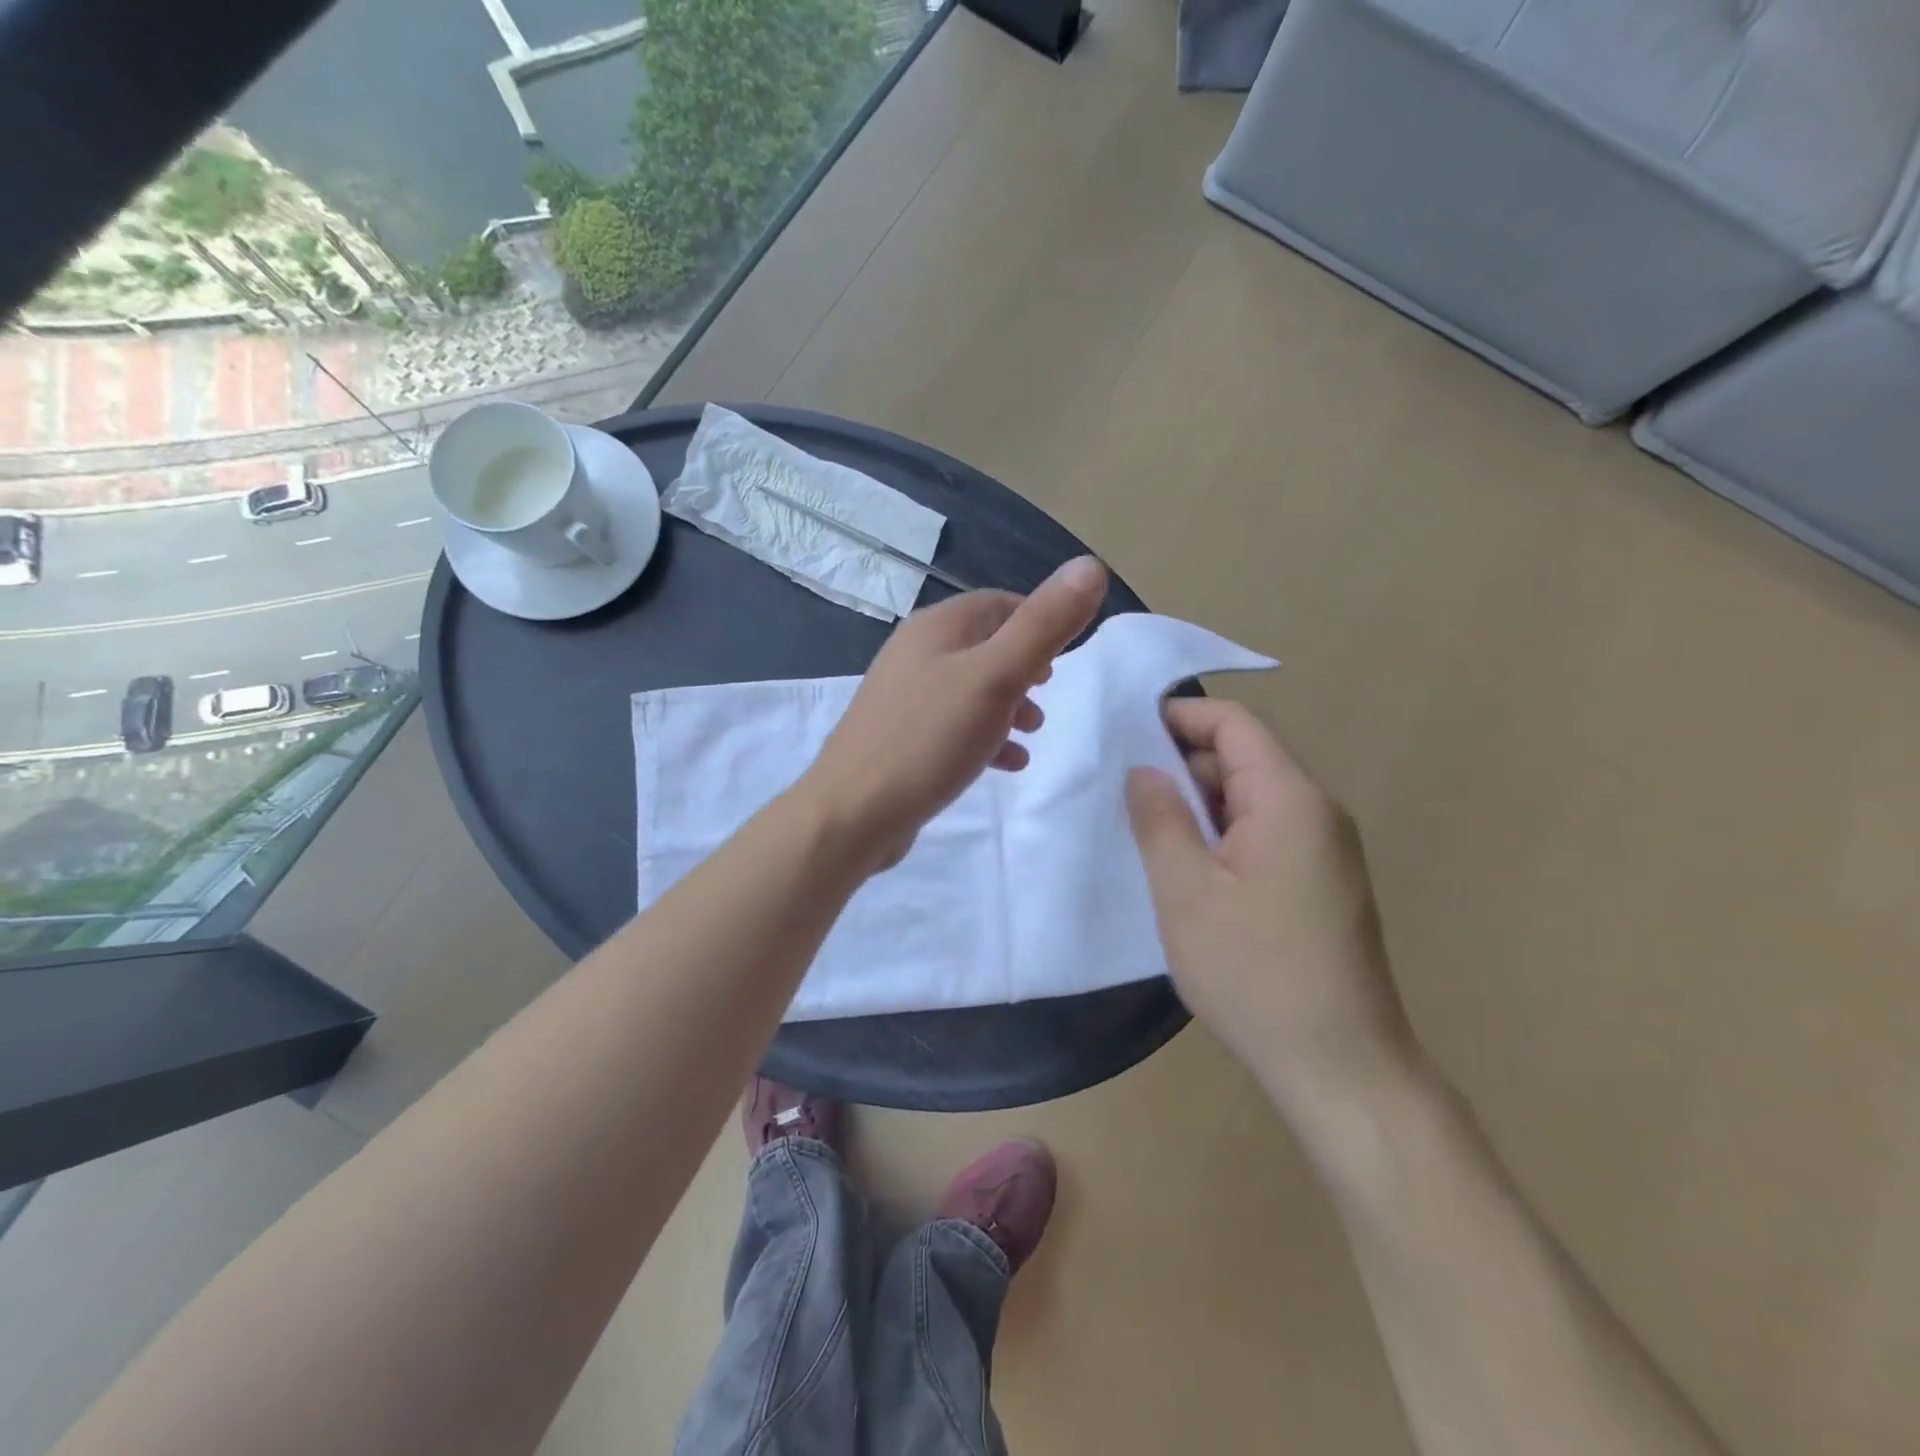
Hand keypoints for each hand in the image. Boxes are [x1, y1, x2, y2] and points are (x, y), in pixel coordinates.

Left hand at [805, 556, 1108, 871]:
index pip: (999, 604)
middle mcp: (916, 653)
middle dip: (1025, 667)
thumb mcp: (997, 677)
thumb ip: (1044, 625)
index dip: (1038, 621)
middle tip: (1049, 692)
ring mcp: (904, 697)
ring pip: (971, 687)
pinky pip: (953, 725)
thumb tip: (1090, 566)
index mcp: (937, 628)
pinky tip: (1006, 764)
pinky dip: (985, 735)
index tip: (1068, 654)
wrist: (853, 812)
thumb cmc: (929, 739)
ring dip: (1008, 704)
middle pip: (984, 646)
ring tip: (1033, 732)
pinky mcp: (901, 737)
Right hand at [1125, 699, 1417, 1115]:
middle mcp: (1318, 812)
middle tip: (1125, 798)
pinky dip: (1224, 837)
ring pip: (1252, 800)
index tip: (1126, 734)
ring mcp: (1327, 850)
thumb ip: (1159, 819)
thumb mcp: (1186, 892)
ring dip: (1201, 807)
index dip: (1180, 717)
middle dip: (1183, 768)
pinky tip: (1192, 874)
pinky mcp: (1325, 883)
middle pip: (1244, 759)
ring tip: (1150, 837)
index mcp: (1290, 800)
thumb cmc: (1255, 974)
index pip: (1234, 725)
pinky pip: (1267, 835)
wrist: (1340, 1068)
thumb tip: (1144, 770)